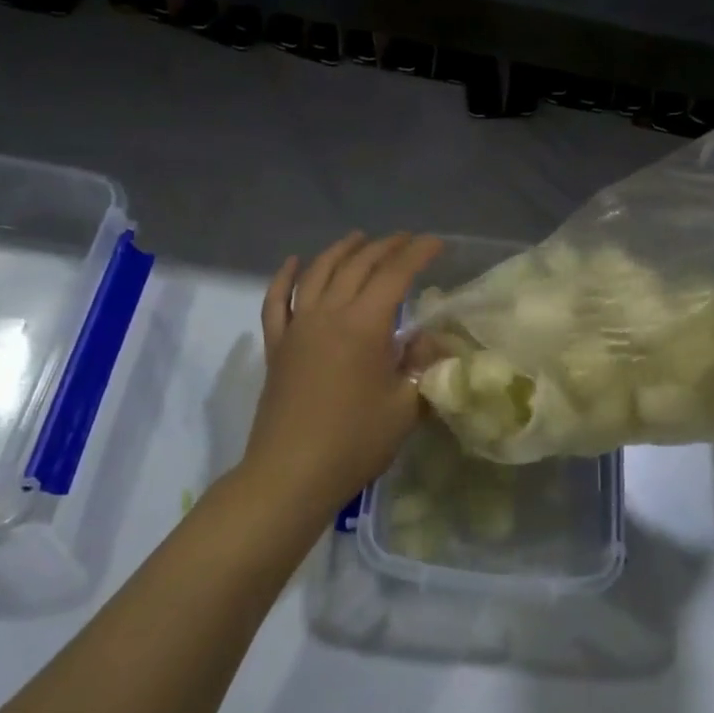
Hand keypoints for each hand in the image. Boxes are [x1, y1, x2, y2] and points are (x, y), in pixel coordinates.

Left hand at [242, 232, 443, 512]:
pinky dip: (285, 278)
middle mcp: (328, 314)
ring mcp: (297, 328)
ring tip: (359, 238)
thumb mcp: (405, 406)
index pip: (395, 275)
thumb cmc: (355, 441)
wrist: (291, 474)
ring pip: (318, 273)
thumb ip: (421, 365)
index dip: (418, 254)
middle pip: (357, 266)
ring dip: (340, 251)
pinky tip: (294, 263)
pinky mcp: (277, 346)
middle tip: (406, 239)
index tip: (436, 243)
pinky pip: (277, 301)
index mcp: (364, 325)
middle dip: (385, 247)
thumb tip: (428, 339)